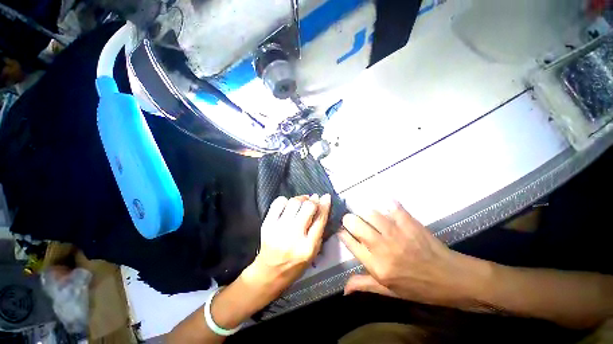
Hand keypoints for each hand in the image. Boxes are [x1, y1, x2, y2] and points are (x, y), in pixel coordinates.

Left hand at [247, 194, 331, 295]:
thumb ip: (319, 230)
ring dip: (300, 199)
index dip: (325, 205)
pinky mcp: (267, 225)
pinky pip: (278, 203)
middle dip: (312, 201)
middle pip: (307, 207)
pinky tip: (288, 206)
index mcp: (308, 247)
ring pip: (294, 202)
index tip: (326, 197)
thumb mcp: (313, 252)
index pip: (320, 220)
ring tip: (302, 202)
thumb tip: (322, 206)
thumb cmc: (295, 264)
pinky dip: (285, 201)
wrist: (269, 272)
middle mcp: (293, 237)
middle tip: (313, 200)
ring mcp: (278, 229)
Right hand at [339, 201, 482, 307]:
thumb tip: (343, 289)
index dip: (343, 234)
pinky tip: (387, 207)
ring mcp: (397, 233)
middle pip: (356, 224)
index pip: (351, 243)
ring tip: (367, 216)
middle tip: (351, 220)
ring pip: (371, 213)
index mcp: (377, 266)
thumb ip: (364, 285)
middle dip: (349, 220)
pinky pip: (393, 207)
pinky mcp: (409, 223)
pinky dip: (388, 205)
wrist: (451, 279)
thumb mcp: (389, 292)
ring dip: (365, 213)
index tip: (342, 230)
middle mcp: (383, 247)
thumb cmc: (418, 288)